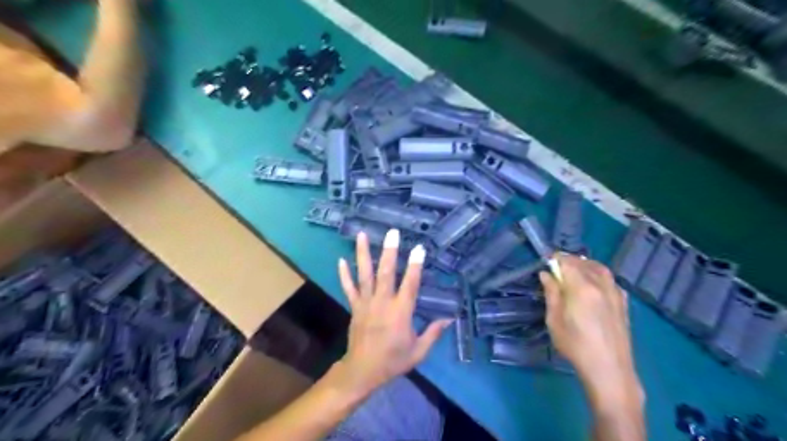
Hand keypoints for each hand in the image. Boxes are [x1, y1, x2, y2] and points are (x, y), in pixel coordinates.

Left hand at [335, 229, 451, 396]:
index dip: (415, 266)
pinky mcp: (354, 307)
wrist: (362, 371)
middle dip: (390, 251)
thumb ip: (433, 333)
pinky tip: (340, 259)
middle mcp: (382, 302)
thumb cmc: (393, 361)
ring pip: (365, 275)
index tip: (419, 248)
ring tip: (362, 235)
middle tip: (392, 232)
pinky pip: (348, 288)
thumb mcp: (418, 351)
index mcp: (400, 312)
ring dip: (363, 254)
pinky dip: (344, 274)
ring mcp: (366, 303)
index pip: (410, 284)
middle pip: (386, 273)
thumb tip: (449, 318)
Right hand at [539, 253, 641, 403]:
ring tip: (574, 272)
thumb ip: (551, 293)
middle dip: (568, 261)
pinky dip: (599, 275)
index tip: (545, 262)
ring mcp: (615, 292)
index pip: (566, 262)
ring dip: (585, 265)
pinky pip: (610, 280)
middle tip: (556, 268)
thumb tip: (546, 274)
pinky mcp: (623, 302)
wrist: (609, 368)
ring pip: (600, 268)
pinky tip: (593, 284)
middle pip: (583, 262)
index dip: (554, 259)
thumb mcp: (554, 319)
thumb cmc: (575, 345)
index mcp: (581, 287)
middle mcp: (600, 284)